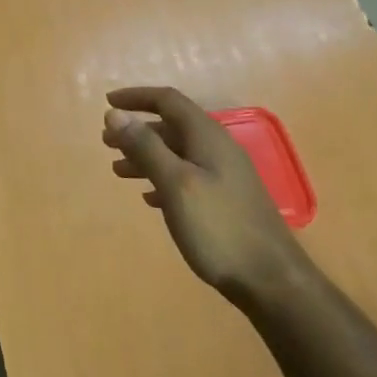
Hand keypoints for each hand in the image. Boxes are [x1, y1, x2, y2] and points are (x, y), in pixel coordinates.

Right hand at [103, 85, 304, 306]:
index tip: (106, 103)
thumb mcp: (176, 184)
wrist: (270, 279)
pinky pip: (187, 177)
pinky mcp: (225, 201)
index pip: (168, 100)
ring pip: (178, 153)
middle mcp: (218, 148)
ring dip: (146, 156)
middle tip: (106, 143)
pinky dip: (162, 178)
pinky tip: (149, 197)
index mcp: (207, 137)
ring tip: (118, 170)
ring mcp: (224, 176)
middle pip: (172, 126)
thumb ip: (146, 147)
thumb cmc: (218, 228)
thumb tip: (115, 114)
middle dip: (137, 130)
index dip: (136, 97)